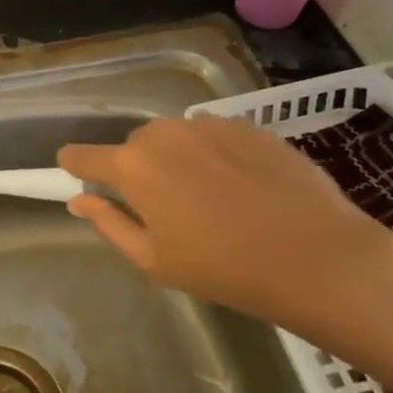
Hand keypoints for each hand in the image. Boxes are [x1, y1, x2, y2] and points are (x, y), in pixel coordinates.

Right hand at [58, 116, 392, 349]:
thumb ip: (109, 223)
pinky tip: (244, 188)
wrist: (316, 256)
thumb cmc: (224, 268)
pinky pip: (214, 136)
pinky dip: (216, 156)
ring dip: (178, 160)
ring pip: (175, 139)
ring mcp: (207, 124)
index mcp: (132, 166)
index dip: (76, 166)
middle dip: (138, 171)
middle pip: (133, 146)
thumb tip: (79, 200)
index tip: (77, 176)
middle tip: (165, 209)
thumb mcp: (154, 260)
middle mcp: (162, 133)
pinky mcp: (247, 125)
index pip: (82, 155)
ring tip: (210, 199)